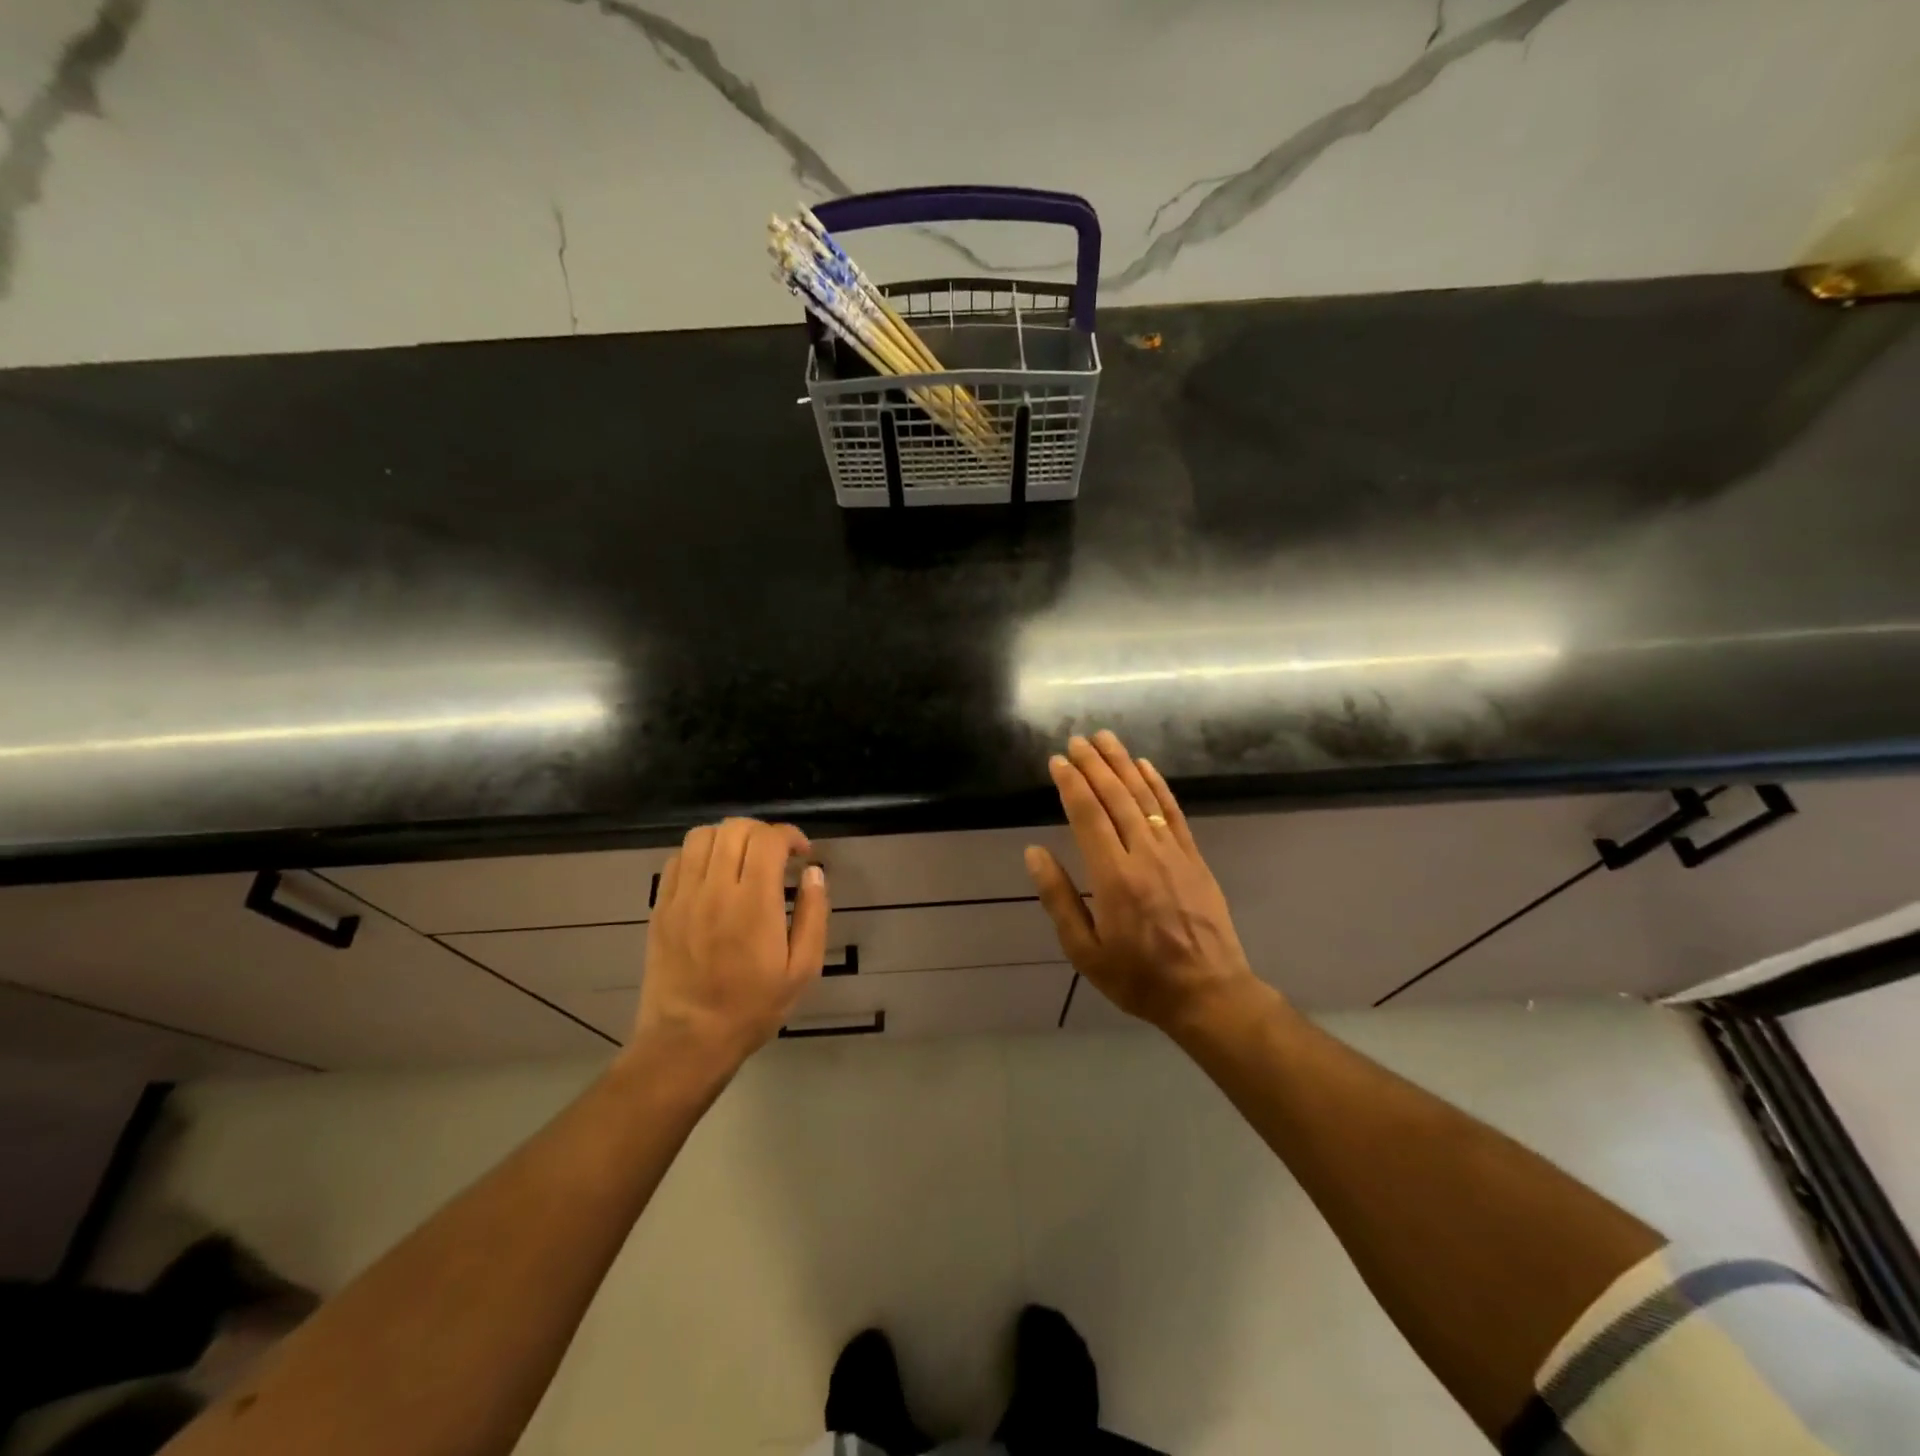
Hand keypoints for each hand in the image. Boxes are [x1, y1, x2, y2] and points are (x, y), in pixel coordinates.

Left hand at [629, 818, 829, 1074]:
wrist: (688, 1040)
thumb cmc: (753, 1008)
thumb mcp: (802, 970)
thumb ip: (814, 916)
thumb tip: (813, 873)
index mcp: (754, 903)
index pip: (768, 839)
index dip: (790, 835)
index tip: (801, 853)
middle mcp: (715, 890)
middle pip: (735, 828)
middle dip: (762, 832)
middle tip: (775, 856)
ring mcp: (682, 896)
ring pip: (702, 835)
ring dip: (729, 837)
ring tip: (742, 859)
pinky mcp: (661, 907)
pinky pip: (678, 859)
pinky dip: (700, 854)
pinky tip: (712, 875)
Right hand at [1026, 732, 1261, 1031]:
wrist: (1208, 993)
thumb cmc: (1138, 978)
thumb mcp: (1085, 951)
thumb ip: (1059, 898)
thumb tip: (1034, 853)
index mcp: (1113, 877)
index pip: (1088, 815)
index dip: (1072, 784)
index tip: (1058, 761)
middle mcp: (1143, 854)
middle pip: (1116, 797)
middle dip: (1094, 765)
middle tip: (1077, 740)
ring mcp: (1173, 853)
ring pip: (1144, 797)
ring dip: (1123, 764)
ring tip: (1106, 739)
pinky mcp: (1194, 858)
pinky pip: (1174, 812)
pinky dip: (1159, 785)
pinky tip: (1146, 766)